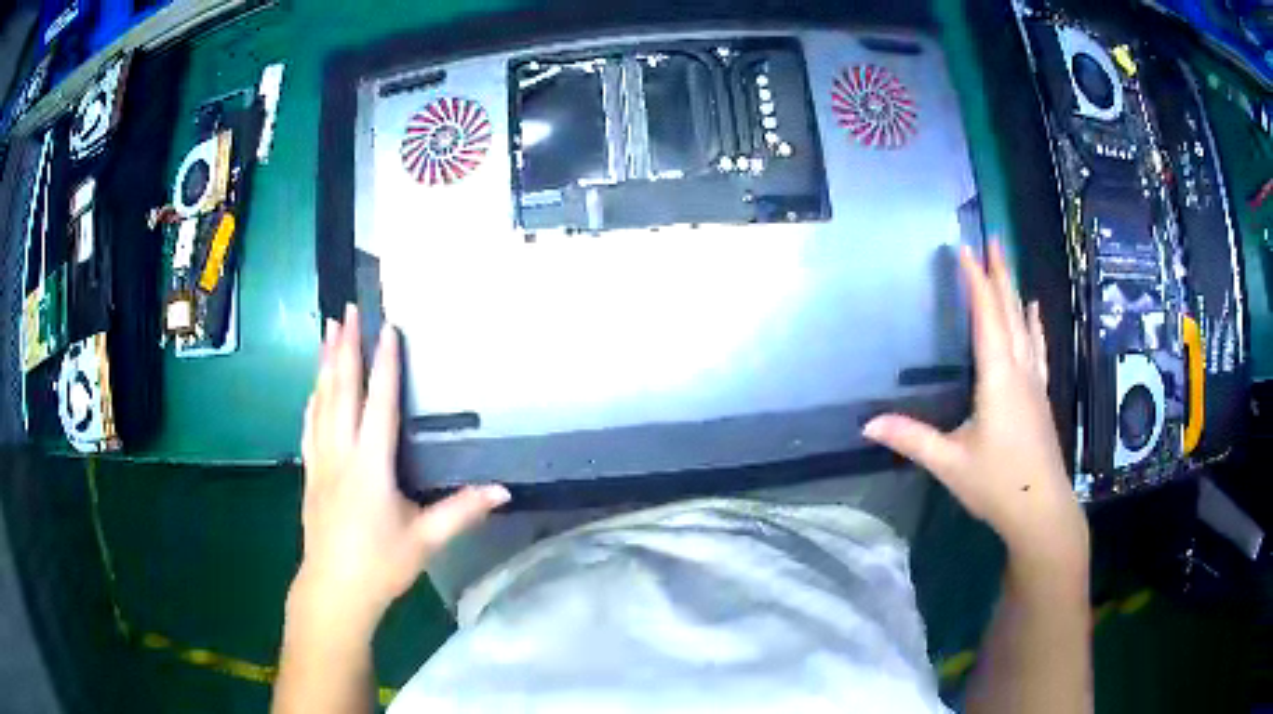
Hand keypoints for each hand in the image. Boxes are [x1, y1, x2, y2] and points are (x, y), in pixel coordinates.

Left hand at [292, 305, 509, 632]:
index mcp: (371, 465)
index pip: (378, 403)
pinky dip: (313, 399)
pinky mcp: (311, 473)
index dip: (385, 364)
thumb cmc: (381, 563)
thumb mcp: (425, 540)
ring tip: (327, 332)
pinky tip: (313, 387)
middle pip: (341, 390)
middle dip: (345, 347)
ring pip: (321, 402)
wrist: (334, 589)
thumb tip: (503, 490)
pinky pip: (309, 425)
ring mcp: (321, 461)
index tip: (388, 328)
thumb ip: (462, 511)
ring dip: (325, 364)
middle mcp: (342, 453)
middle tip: (346, 310)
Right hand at [863, 243, 1086, 563]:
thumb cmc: (997, 484)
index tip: (965, 249)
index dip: (975, 281)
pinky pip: (1037, 348)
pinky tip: (1034, 311)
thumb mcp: (950, 464)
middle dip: (999, 273)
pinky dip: (1034, 325)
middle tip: (992, 239)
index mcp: (998, 378)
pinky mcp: (1040, 396)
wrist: (1041, 510)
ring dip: (1015, 291)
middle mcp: (1019, 370)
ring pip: (1025, 326)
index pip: (987, 317)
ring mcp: (1034, 382)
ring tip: (1008, 263)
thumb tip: (868, 424)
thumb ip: (912, 439)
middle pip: (1009, 312)